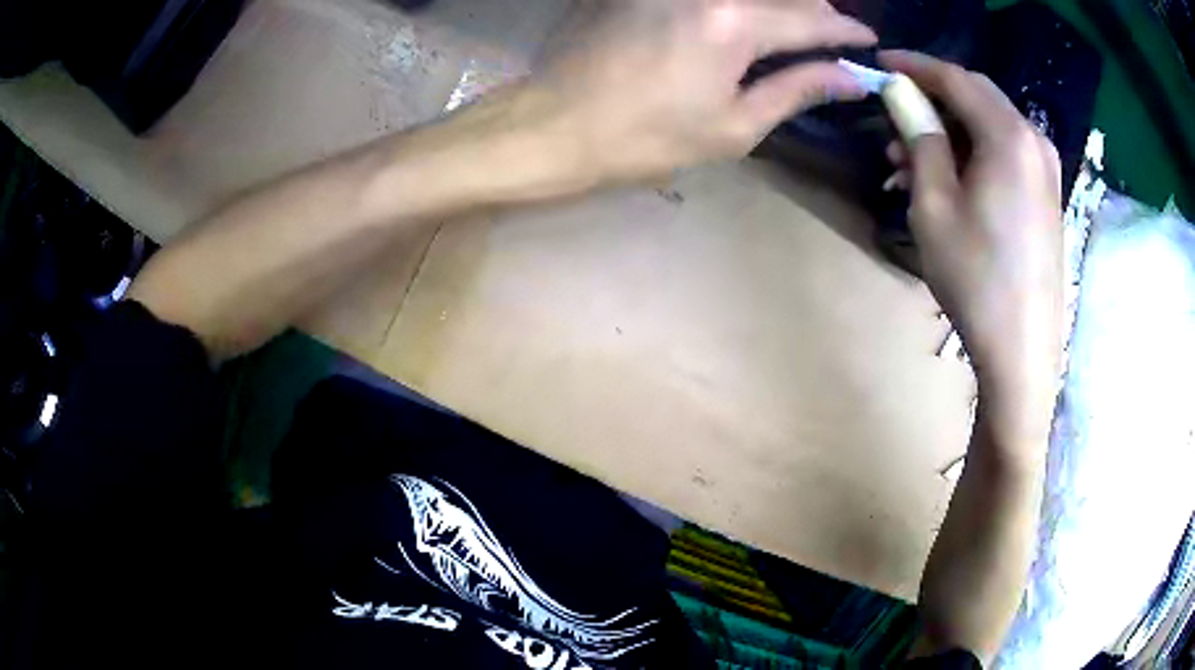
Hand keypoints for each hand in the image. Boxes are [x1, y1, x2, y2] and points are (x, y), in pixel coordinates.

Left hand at [531, 0, 875, 183]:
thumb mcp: (734, 126)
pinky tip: (746, 20)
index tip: (868, 42)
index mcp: (734, 22)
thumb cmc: (646, 139)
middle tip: (833, 38)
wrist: (556, 125)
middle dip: (817, 12)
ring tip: (796, 30)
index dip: (846, 32)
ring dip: (780, 5)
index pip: (812, 19)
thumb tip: (849, 78)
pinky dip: (742, 4)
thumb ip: (796, 90)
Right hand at [880, 50, 1062, 441]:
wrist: (1023, 350)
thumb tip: (900, 92)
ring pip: (990, 126)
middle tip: (892, 117)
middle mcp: (1034, 140)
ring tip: (909, 162)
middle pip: (976, 96)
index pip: (955, 78)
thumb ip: (919, 136)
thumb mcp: (934, 205)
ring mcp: (1046, 169)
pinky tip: (948, 181)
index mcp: (1008, 135)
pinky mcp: (1047, 195)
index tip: (879, 63)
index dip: (914, 65)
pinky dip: (973, 154)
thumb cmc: (976, 278)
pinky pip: (1006, 154)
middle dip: (932, 98)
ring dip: (949, 131)